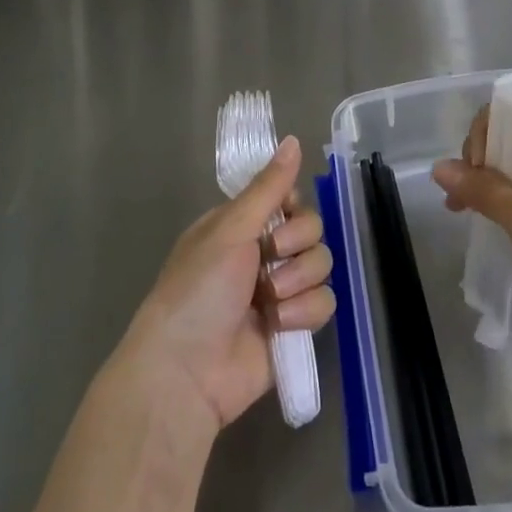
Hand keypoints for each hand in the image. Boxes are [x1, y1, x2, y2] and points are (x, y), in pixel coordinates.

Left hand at [117, 136, 336, 432]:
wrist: (187, 372)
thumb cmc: (198, 290)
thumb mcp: (230, 230)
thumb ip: (268, 187)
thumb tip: (294, 139)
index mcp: (241, 226)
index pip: (289, 198)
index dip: (293, 206)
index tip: (283, 213)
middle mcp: (262, 254)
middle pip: (312, 230)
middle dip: (296, 244)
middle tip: (271, 257)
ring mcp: (280, 291)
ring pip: (322, 265)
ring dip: (298, 280)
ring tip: (269, 300)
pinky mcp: (294, 326)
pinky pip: (324, 303)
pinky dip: (304, 312)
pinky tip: (279, 325)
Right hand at [432, 108, 511, 369]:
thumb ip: (482, 188)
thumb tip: (438, 168)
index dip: (491, 131)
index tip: (477, 166)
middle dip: (481, 158)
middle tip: (464, 193)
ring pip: (511, 167)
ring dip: (482, 181)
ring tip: (458, 206)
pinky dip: (493, 200)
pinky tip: (471, 213)